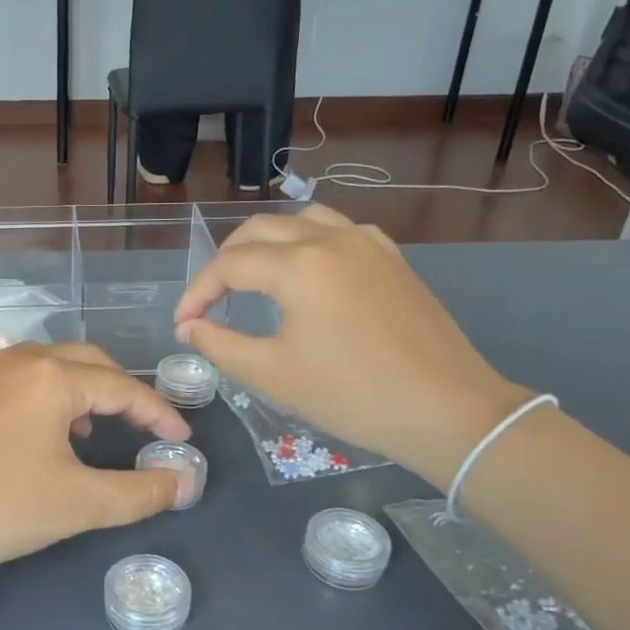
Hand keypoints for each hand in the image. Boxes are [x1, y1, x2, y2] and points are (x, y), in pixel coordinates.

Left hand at [0, 343, 190, 592]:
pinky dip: (46, 398)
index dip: (160, 414)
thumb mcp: (77, 505)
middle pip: (88, 362)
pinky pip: (18, 381)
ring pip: (49, 367)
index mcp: (52, 376)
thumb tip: (186, 483)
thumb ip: (139, 493)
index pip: (125, 387)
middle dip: (123, 391)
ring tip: (92, 431)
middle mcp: (20, 361)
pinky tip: (38, 437)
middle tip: (143, 427)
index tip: (182, 441)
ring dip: (82, 391)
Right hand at [174, 205, 526, 485]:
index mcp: (299, 265)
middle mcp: (331, 238)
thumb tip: (189, 327)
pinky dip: (307, 242)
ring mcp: (367, 243)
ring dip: (266, 242)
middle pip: (260, 229)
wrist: (446, 409)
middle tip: (210, 299)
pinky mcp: (391, 258)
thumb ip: (220, 344)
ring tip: (253, 277)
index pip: (229, 264)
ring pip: (301, 220)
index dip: (198, 292)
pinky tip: (306, 275)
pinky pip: (337, 230)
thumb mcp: (273, 374)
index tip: (183, 323)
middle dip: (226, 261)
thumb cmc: (352, 394)